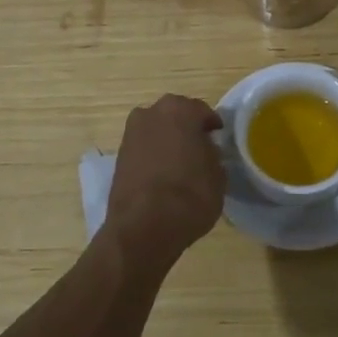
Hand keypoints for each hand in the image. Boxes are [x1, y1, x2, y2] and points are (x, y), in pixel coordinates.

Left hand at [102, 94, 226, 267]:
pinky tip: (163, 175)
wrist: (143, 227)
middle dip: (187, 128)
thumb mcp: (218, 176)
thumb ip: (213, 156)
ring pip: (156, 131)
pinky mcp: (118, 156)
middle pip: (175, 116)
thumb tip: (206, 152)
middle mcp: (151, 113)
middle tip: (200, 148)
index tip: (219, 138)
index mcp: (180, 110)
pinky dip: (153, 156)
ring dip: (167, 141)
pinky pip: (143, 149)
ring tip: (180, 163)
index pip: (202, 112)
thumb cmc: (190, 195)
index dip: (212, 126)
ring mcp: (131, 134)